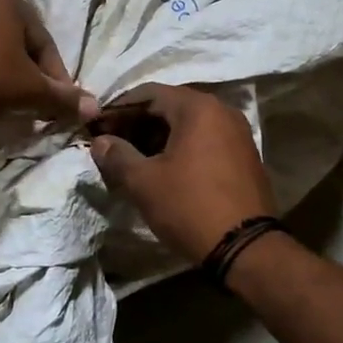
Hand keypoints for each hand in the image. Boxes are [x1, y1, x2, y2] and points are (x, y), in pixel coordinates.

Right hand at [89, 83, 276, 265]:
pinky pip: (205, 141)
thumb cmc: (189, 206)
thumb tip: (100, 141)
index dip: (118, 108)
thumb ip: (117, 155)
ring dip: (158, 137)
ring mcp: (237, 134)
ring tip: (133, 160)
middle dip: (137, 123)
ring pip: (188, 125)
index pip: (148, 93)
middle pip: (169, 106)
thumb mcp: (143, 182)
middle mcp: (222, 111)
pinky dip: (181, 148)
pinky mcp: (244, 156)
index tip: (96, 127)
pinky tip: (163, 170)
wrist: (246, 249)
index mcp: (198, 108)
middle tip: (112, 144)